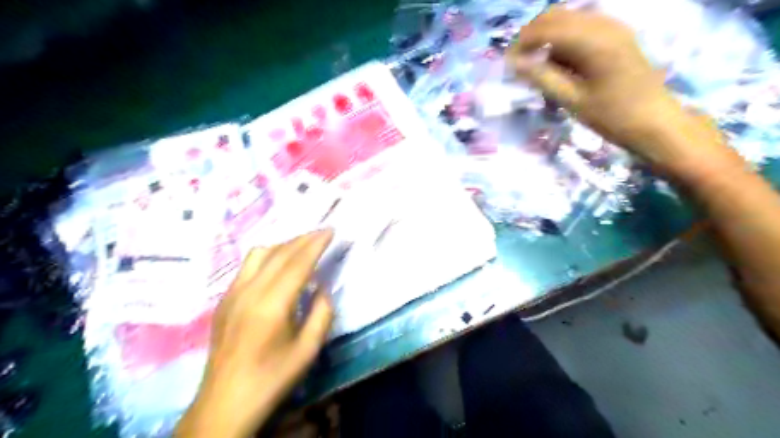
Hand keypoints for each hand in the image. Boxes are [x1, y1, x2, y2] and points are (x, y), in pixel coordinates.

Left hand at [174, 229, 333, 437]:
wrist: (225, 402)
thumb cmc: (272, 377)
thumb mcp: (308, 350)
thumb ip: (322, 313)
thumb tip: (322, 288)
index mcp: (272, 304)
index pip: (298, 262)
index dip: (316, 243)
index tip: (330, 231)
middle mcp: (249, 291)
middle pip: (279, 253)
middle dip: (303, 238)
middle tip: (322, 232)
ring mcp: (232, 293)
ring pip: (259, 254)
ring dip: (284, 245)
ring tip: (301, 247)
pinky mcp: (224, 300)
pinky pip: (247, 266)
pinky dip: (268, 257)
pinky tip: (277, 267)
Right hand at [510, 7, 739, 176]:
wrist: (655, 122)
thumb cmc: (612, 116)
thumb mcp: (572, 100)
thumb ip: (542, 78)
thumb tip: (514, 64)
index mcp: (593, 41)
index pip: (546, 29)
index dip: (522, 43)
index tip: (507, 64)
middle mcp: (603, 24)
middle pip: (556, 15)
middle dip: (532, 35)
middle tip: (519, 63)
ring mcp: (613, 27)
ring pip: (568, 18)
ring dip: (547, 37)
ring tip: (537, 66)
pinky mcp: (617, 35)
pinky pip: (582, 26)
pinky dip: (564, 39)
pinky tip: (560, 63)